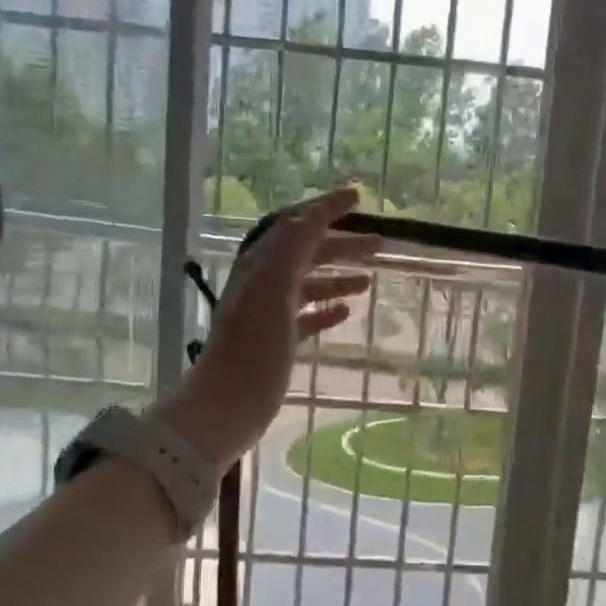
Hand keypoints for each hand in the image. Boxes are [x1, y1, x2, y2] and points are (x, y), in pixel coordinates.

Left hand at [154, 188, 378, 471]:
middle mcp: (263, 283)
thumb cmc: (253, 349)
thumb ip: (291, 249)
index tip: (359, 198)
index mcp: (261, 265)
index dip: (326, 208)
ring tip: (368, 281)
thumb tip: (313, 213)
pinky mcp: (276, 342)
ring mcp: (269, 313)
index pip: (296, 224)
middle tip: (379, 244)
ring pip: (308, 284)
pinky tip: (346, 312)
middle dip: (340, 245)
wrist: (226, 407)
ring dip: (337, 277)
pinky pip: (305, 316)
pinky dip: (326, 309)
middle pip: (307, 253)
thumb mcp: (273, 291)